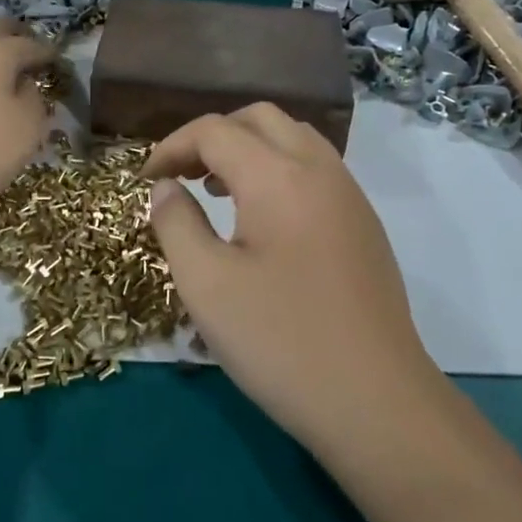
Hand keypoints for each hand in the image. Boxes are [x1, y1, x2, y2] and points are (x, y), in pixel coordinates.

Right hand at [143, 105, 444, 458]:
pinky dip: (279, 170)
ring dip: (249, 150)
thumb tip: (166, 187)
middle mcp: (319, 170)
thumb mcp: (206, 284)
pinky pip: (316, 169)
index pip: (215, 130)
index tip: (145, 180)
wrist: (376, 402)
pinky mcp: (364, 225)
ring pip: (294, 139)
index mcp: (278, 176)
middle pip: (259, 119)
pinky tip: (262, 221)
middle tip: (183, 176)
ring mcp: (350, 196)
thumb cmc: (280, 341)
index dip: (171, 147)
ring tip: (218, 192)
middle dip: (213, 136)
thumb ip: (176, 223)